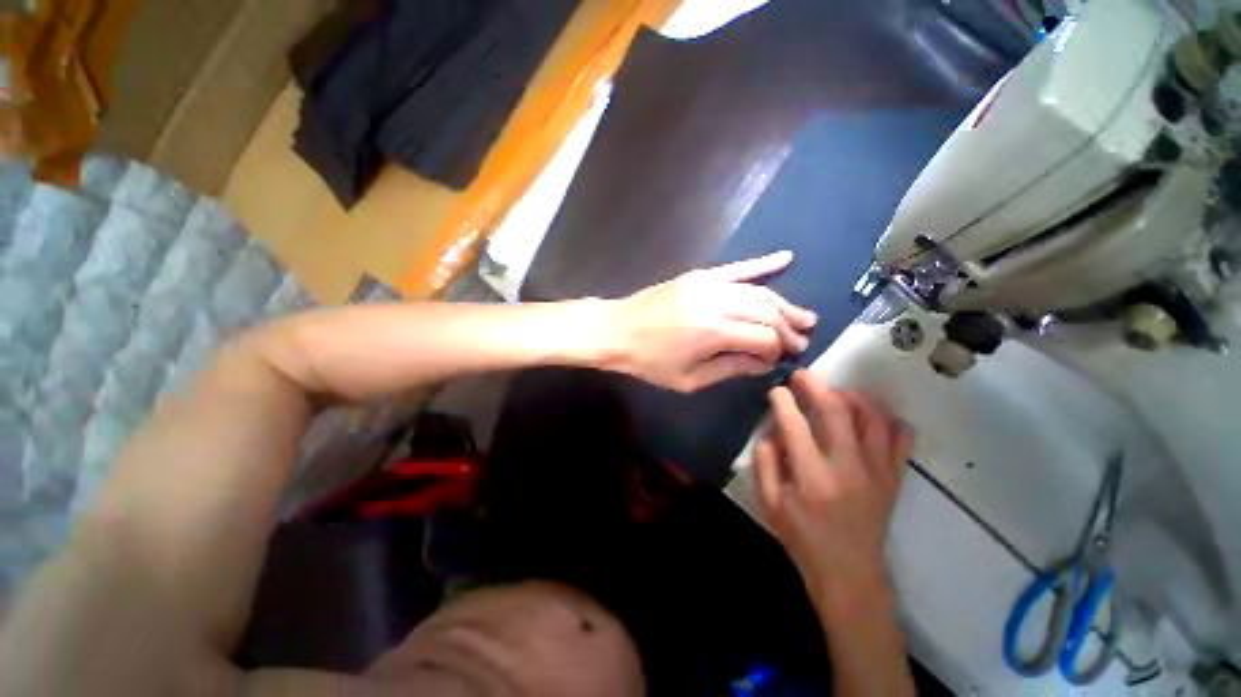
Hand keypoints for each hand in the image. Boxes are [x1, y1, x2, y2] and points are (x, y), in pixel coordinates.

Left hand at [608, 251, 816, 391]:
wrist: (617, 329)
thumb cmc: (649, 362)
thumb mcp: (688, 379)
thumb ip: (730, 369)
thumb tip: (764, 364)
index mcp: (713, 332)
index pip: (764, 337)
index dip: (777, 350)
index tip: (780, 360)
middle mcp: (716, 302)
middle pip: (767, 312)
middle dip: (788, 328)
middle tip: (802, 341)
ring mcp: (708, 283)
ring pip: (758, 290)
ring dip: (784, 304)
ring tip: (804, 316)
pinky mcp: (699, 275)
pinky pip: (737, 267)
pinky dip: (762, 264)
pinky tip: (786, 257)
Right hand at [755, 370, 912, 612]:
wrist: (850, 574)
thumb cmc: (803, 538)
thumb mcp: (769, 503)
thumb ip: (765, 461)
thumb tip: (772, 429)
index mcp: (811, 476)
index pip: (794, 423)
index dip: (783, 400)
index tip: (777, 390)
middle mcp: (848, 467)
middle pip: (835, 410)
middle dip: (816, 385)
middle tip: (803, 375)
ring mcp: (877, 471)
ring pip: (873, 417)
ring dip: (852, 396)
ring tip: (836, 392)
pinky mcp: (894, 478)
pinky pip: (902, 439)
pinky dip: (888, 420)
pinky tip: (870, 417)